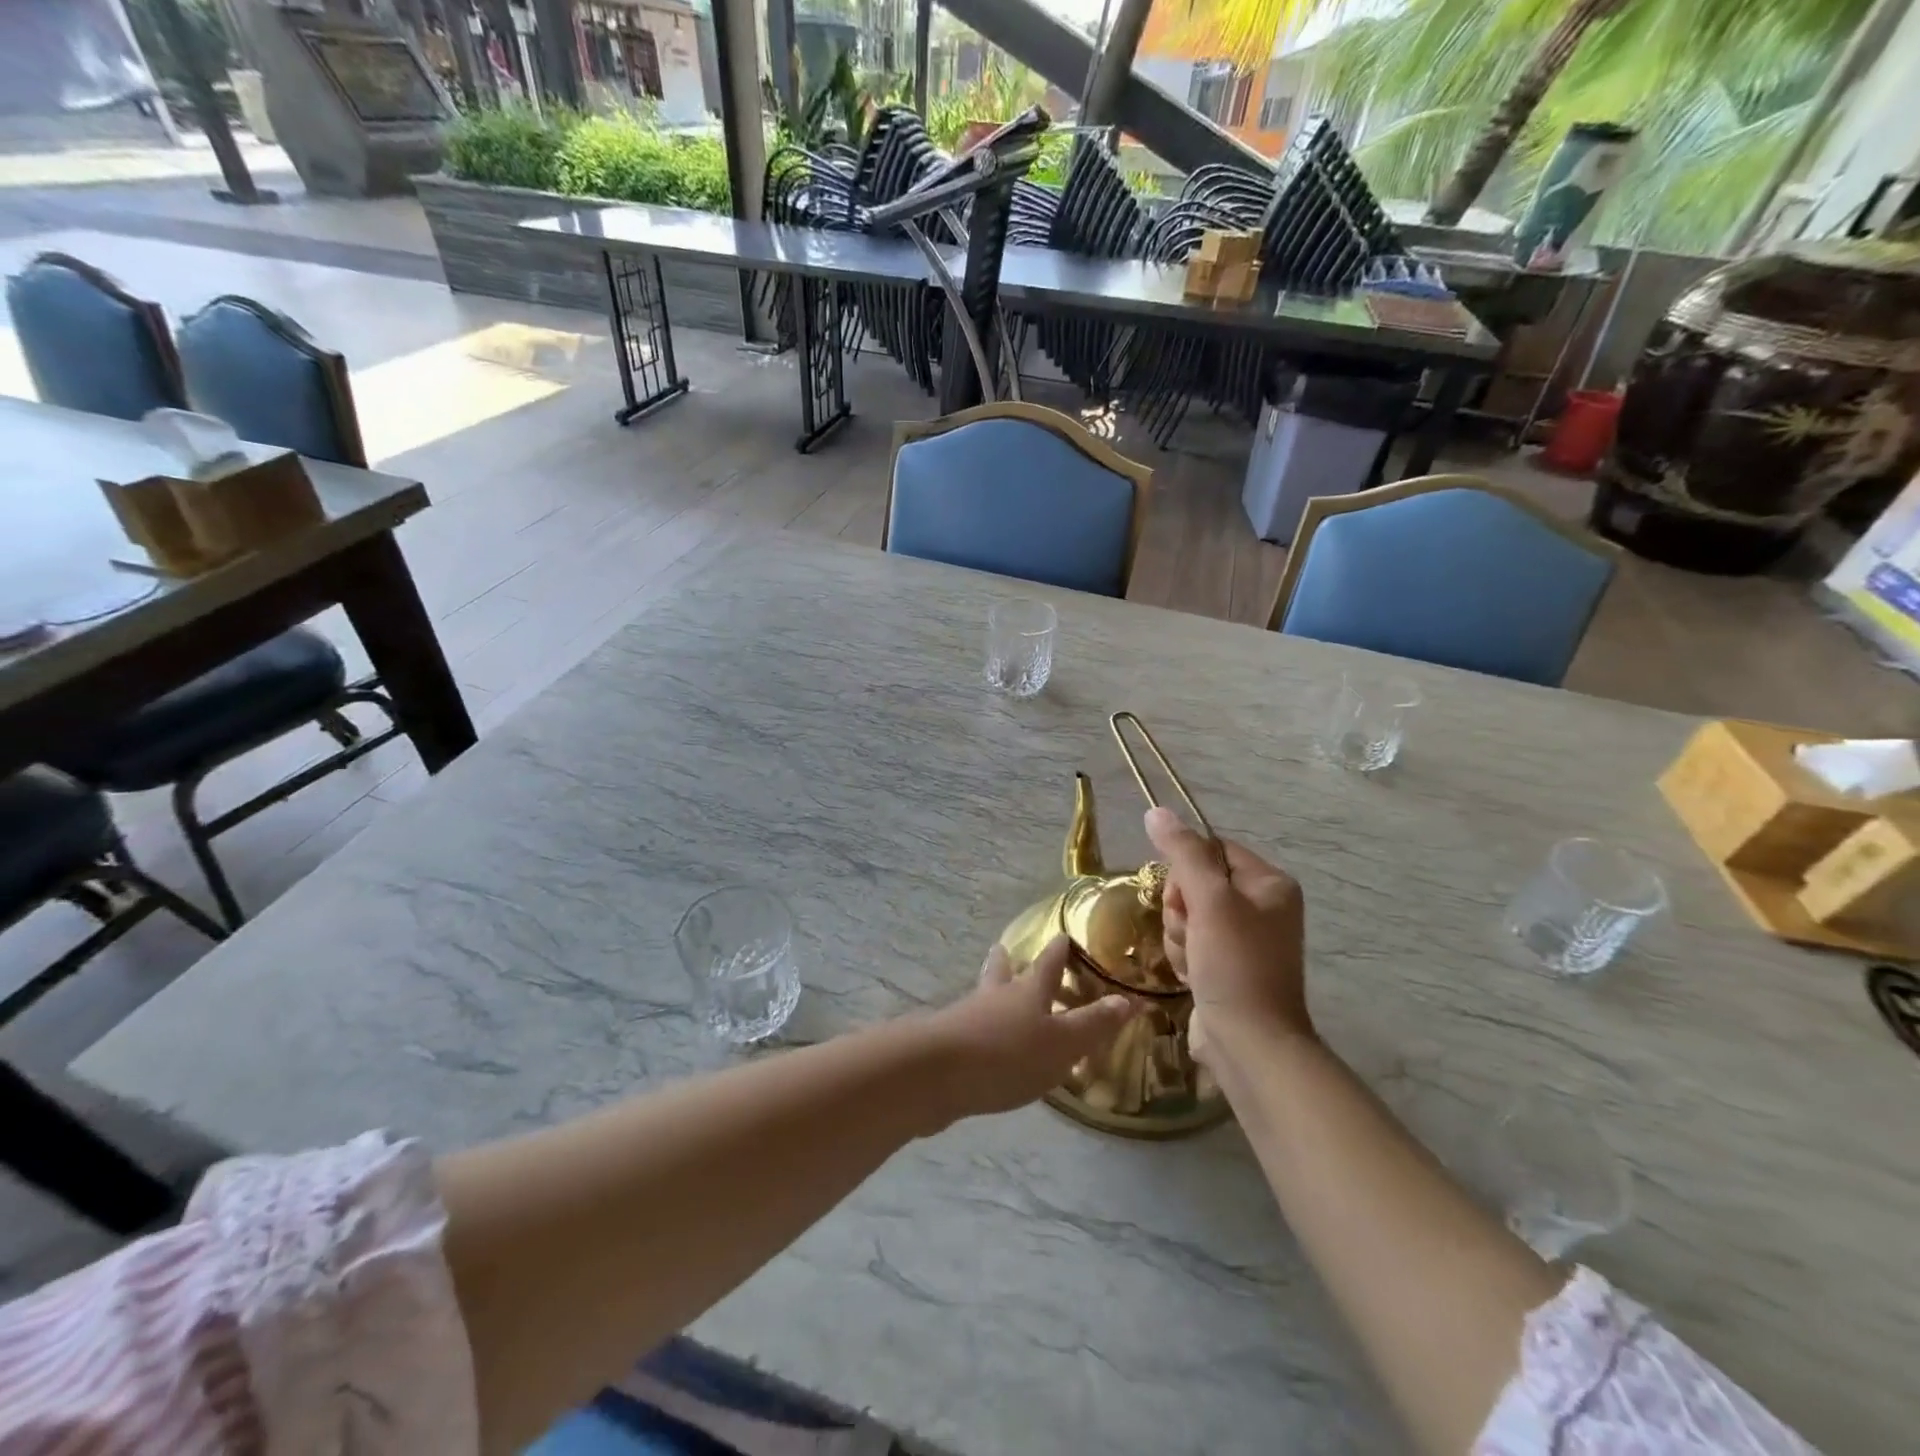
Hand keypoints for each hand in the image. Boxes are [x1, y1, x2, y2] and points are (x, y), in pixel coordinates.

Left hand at [920, 935, 1132, 1125]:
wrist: (936, 1073)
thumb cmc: (1007, 1054)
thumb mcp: (1062, 1044)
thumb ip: (1093, 1025)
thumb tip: (1128, 999)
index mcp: (1029, 991)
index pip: (1049, 963)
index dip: (1059, 950)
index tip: (1063, 934)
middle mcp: (997, 996)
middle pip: (1003, 971)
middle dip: (1008, 961)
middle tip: (1006, 949)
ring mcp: (967, 1016)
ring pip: (983, 996)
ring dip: (991, 991)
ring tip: (993, 993)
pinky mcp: (948, 1043)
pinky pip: (969, 1027)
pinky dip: (978, 1027)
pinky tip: (980, 1043)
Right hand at [1144, 806, 1311, 1068]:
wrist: (1250, 1045)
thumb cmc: (1235, 965)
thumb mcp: (1209, 901)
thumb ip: (1182, 853)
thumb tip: (1156, 810)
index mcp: (1269, 883)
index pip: (1211, 850)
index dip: (1186, 870)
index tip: (1184, 897)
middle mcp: (1261, 906)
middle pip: (1195, 883)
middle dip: (1181, 909)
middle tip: (1191, 933)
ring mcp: (1243, 938)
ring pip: (1186, 915)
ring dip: (1179, 936)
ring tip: (1194, 961)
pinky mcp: (1226, 964)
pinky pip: (1190, 942)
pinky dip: (1184, 957)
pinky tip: (1194, 977)